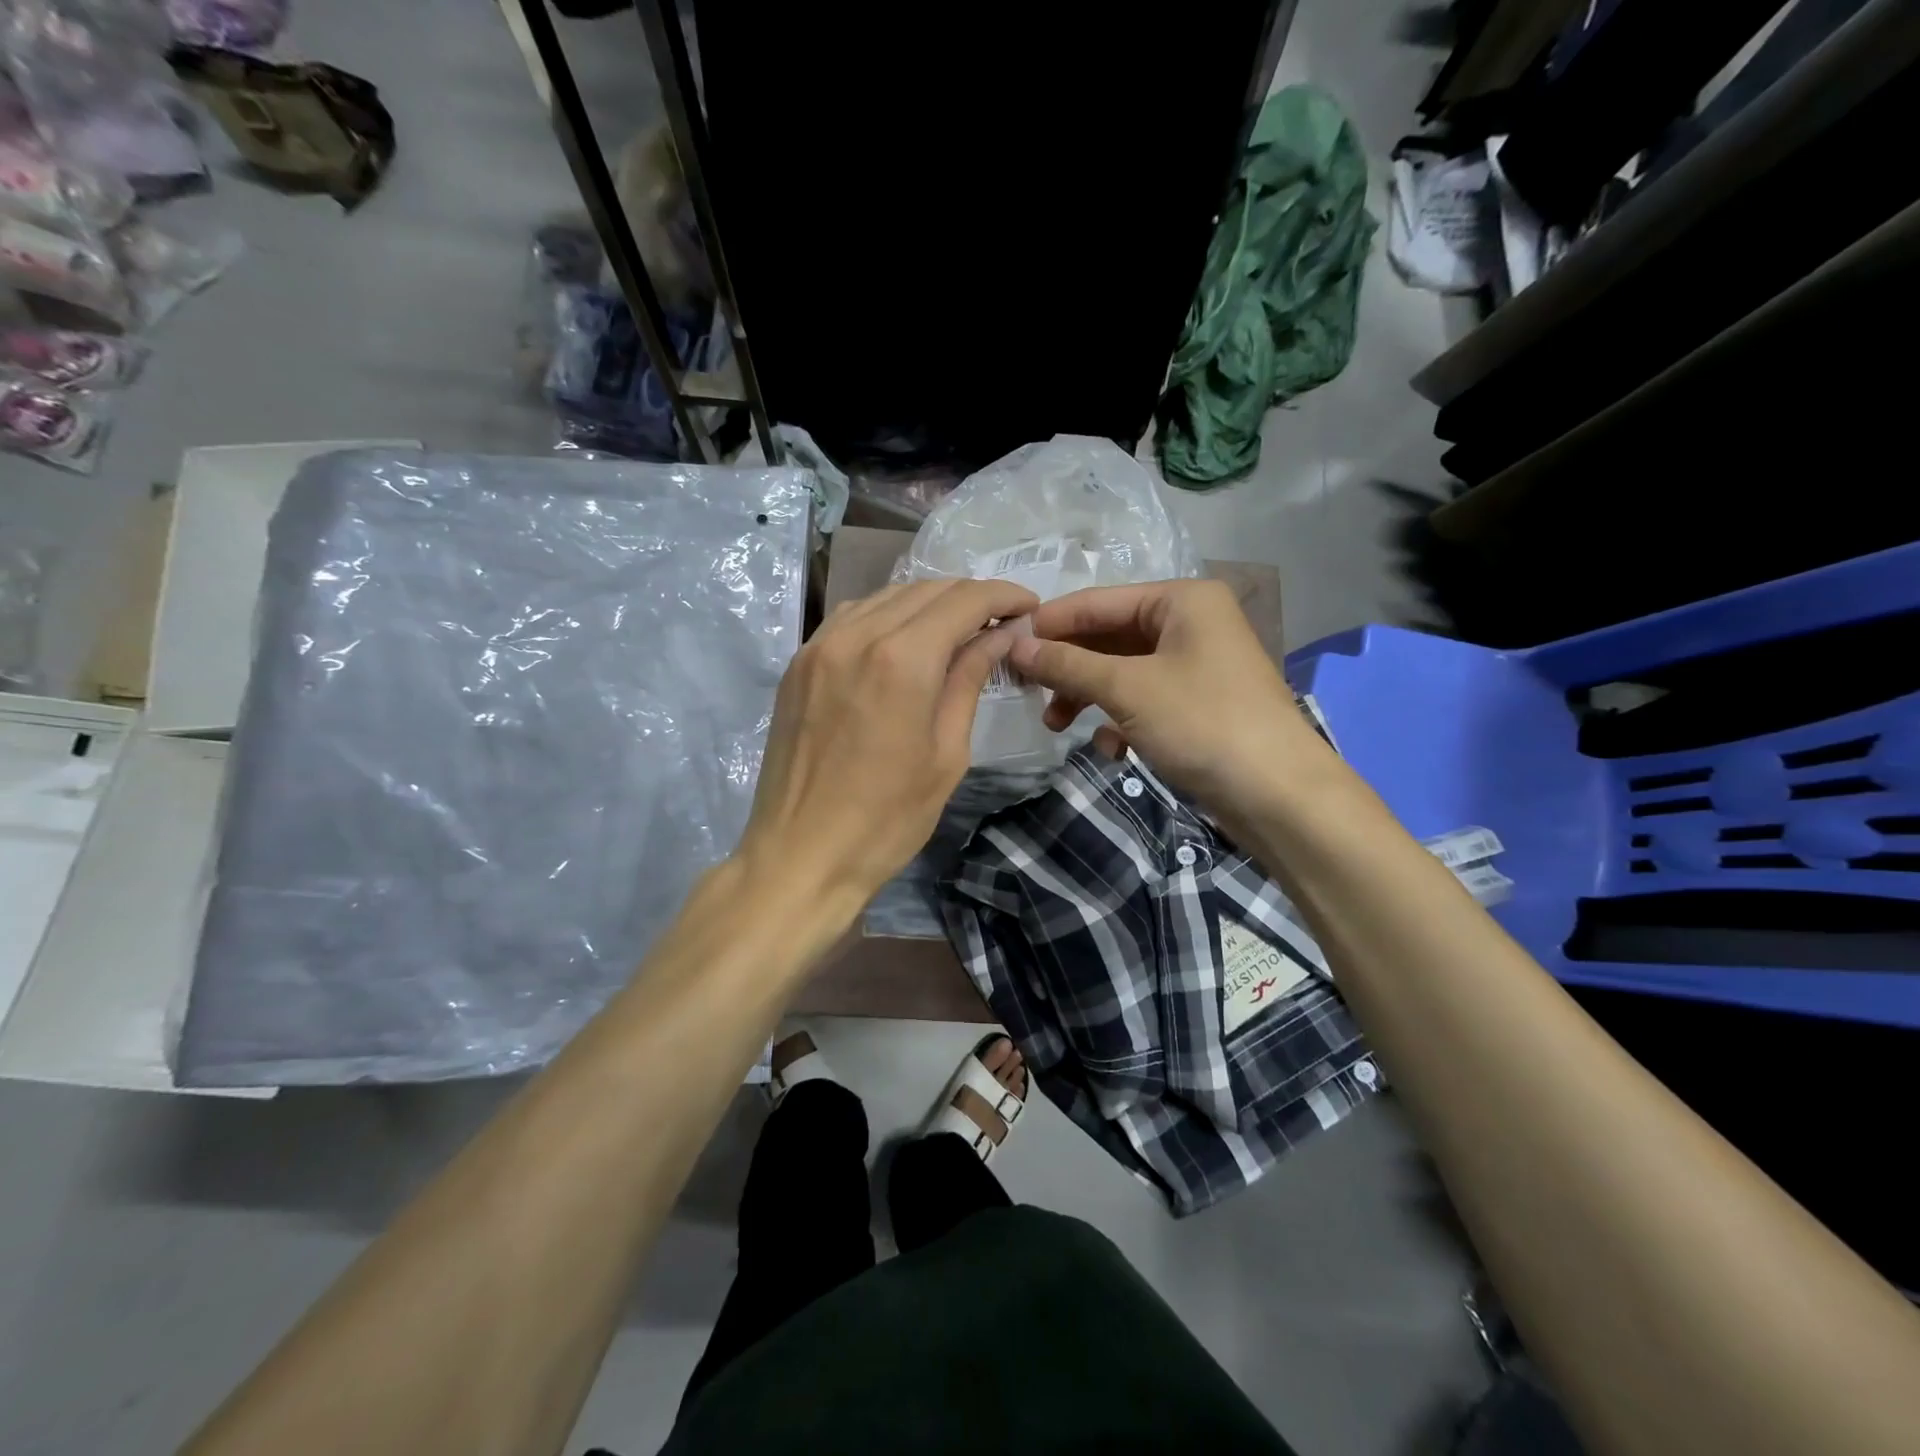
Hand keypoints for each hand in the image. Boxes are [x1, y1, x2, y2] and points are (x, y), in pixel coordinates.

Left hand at [737, 577, 1037, 913]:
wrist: (800, 856)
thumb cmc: (887, 819)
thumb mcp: (947, 754)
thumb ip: (969, 681)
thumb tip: (1000, 636)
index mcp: (902, 659)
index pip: (964, 600)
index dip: (1003, 596)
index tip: (1029, 606)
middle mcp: (857, 636)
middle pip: (925, 589)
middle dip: (970, 597)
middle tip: (1000, 622)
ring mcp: (819, 646)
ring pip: (885, 597)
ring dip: (928, 602)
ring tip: (957, 629)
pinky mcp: (798, 664)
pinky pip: (850, 618)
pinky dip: (886, 616)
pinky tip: (903, 641)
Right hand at [1007, 579, 1325, 823]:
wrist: (1279, 795)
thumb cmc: (1202, 723)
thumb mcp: (1127, 689)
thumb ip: (1068, 664)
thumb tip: (1016, 646)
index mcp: (1181, 600)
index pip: (1098, 602)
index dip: (1050, 624)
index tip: (1006, 645)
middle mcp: (1191, 623)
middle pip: (1109, 637)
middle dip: (1069, 668)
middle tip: (1027, 692)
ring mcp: (1197, 666)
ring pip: (1123, 672)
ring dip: (1088, 697)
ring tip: (1056, 725)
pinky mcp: (1198, 705)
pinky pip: (1144, 700)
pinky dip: (1120, 720)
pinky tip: (1112, 749)